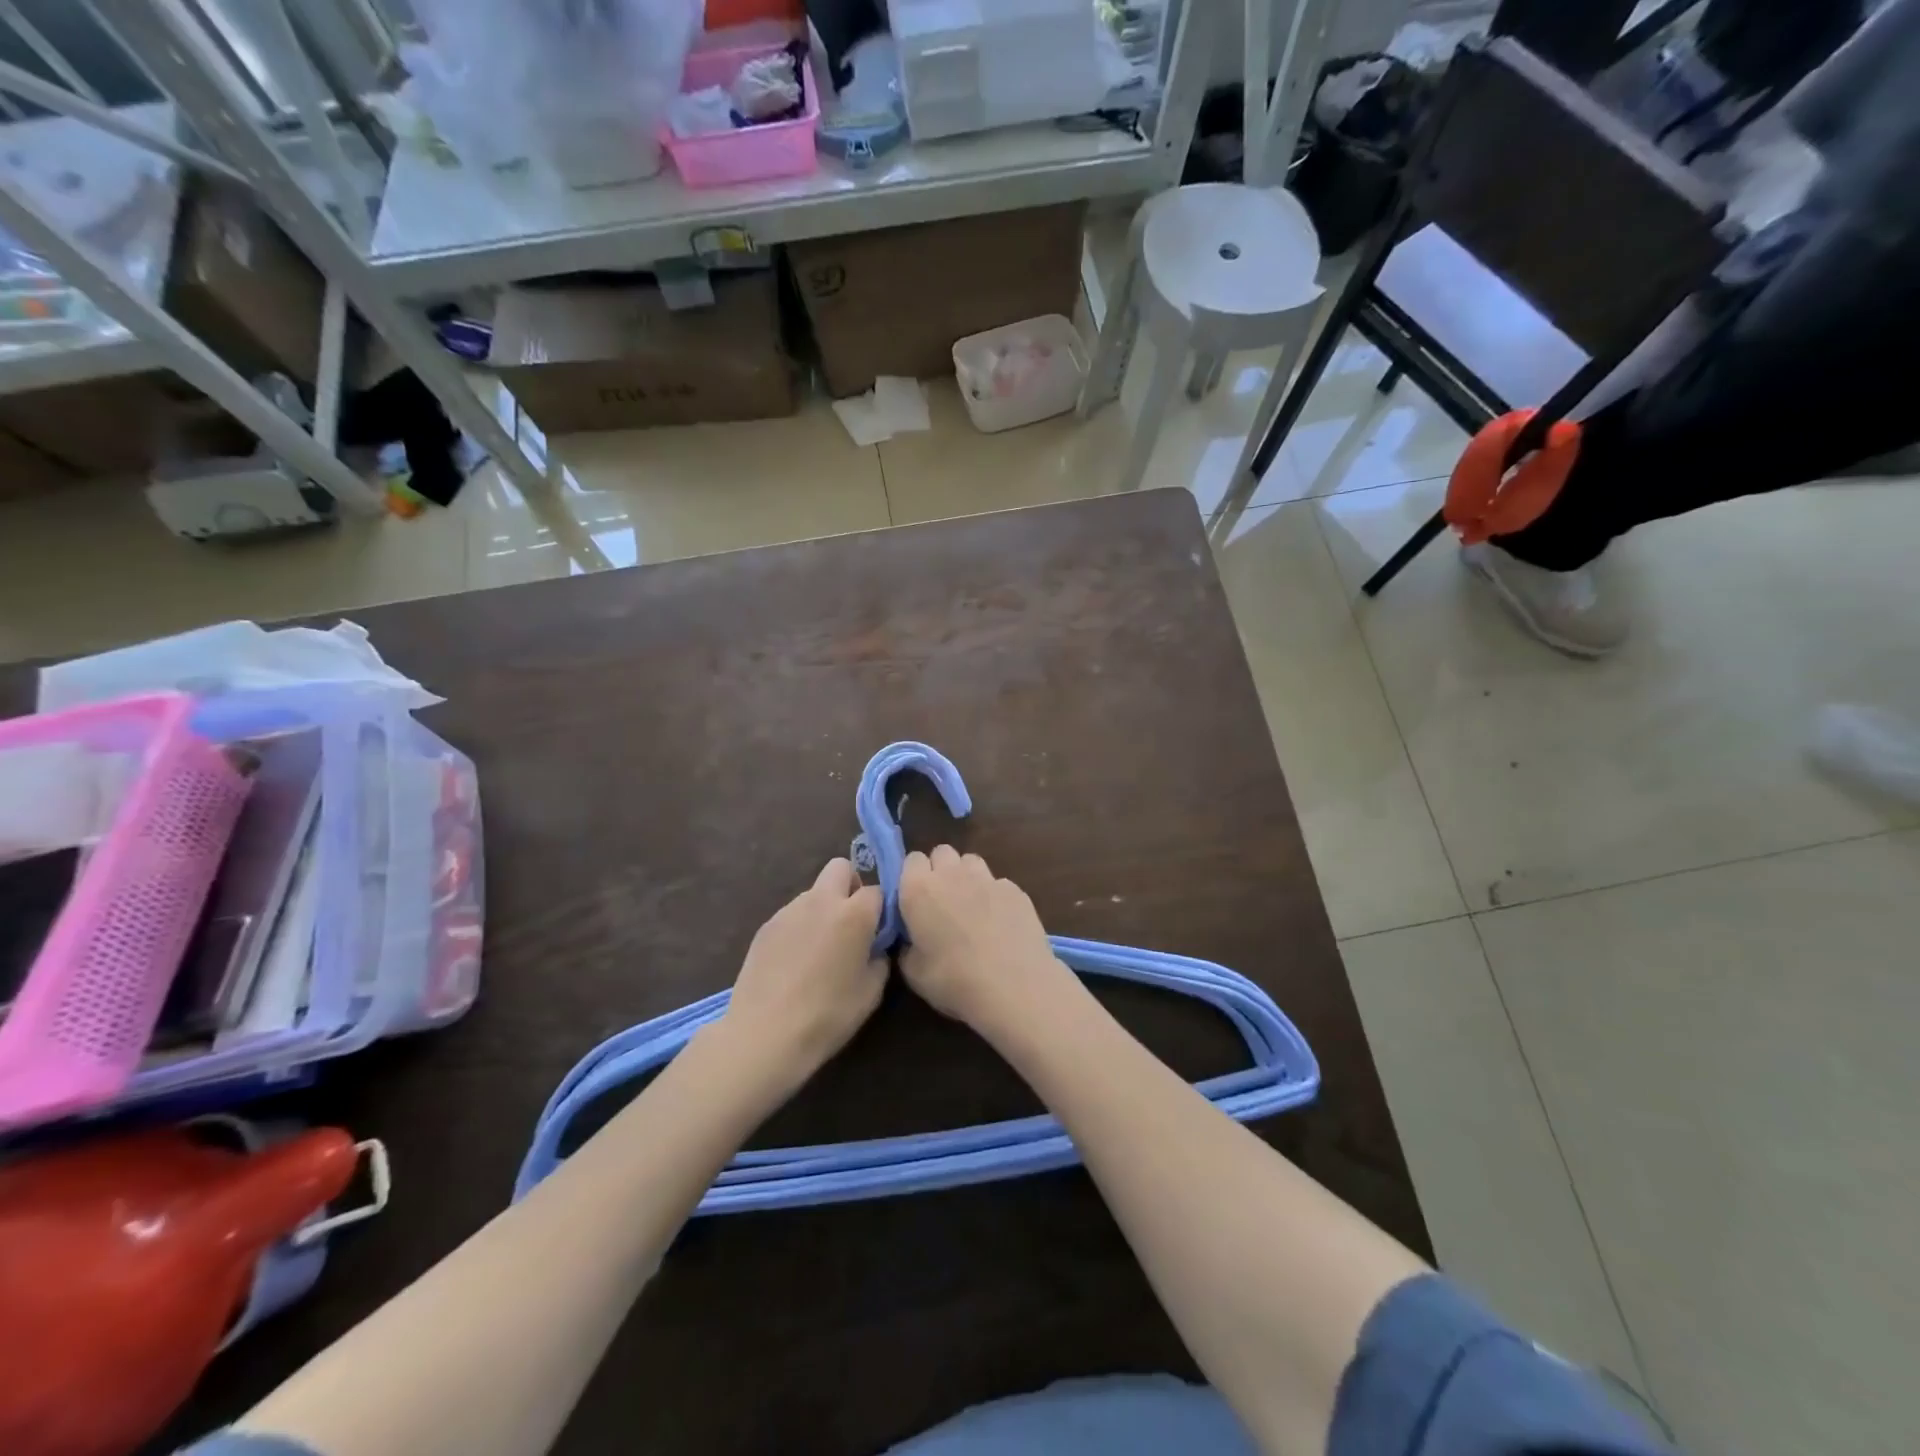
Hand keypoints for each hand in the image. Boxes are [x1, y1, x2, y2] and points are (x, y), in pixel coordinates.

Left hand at [720, 859, 886, 1093]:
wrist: (765, 1034)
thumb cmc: (828, 1015)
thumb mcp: (871, 993)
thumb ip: (879, 960)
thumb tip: (875, 948)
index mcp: (854, 914)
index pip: (877, 890)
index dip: (881, 909)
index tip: (879, 931)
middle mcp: (822, 901)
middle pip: (840, 867)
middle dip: (850, 885)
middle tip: (851, 921)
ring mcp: (789, 910)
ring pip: (814, 892)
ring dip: (823, 908)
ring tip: (819, 948)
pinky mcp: (766, 926)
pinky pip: (792, 914)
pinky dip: (800, 926)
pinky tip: (794, 961)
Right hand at [898, 846, 1069, 1039]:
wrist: (1014, 987)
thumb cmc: (954, 980)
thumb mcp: (913, 972)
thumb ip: (907, 946)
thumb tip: (912, 939)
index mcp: (919, 889)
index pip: (911, 860)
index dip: (913, 877)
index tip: (915, 899)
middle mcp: (952, 874)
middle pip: (942, 852)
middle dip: (940, 869)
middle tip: (942, 901)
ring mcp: (987, 878)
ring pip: (971, 862)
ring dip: (967, 876)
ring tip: (971, 906)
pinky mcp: (1015, 889)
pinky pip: (998, 882)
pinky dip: (994, 895)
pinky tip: (1000, 922)